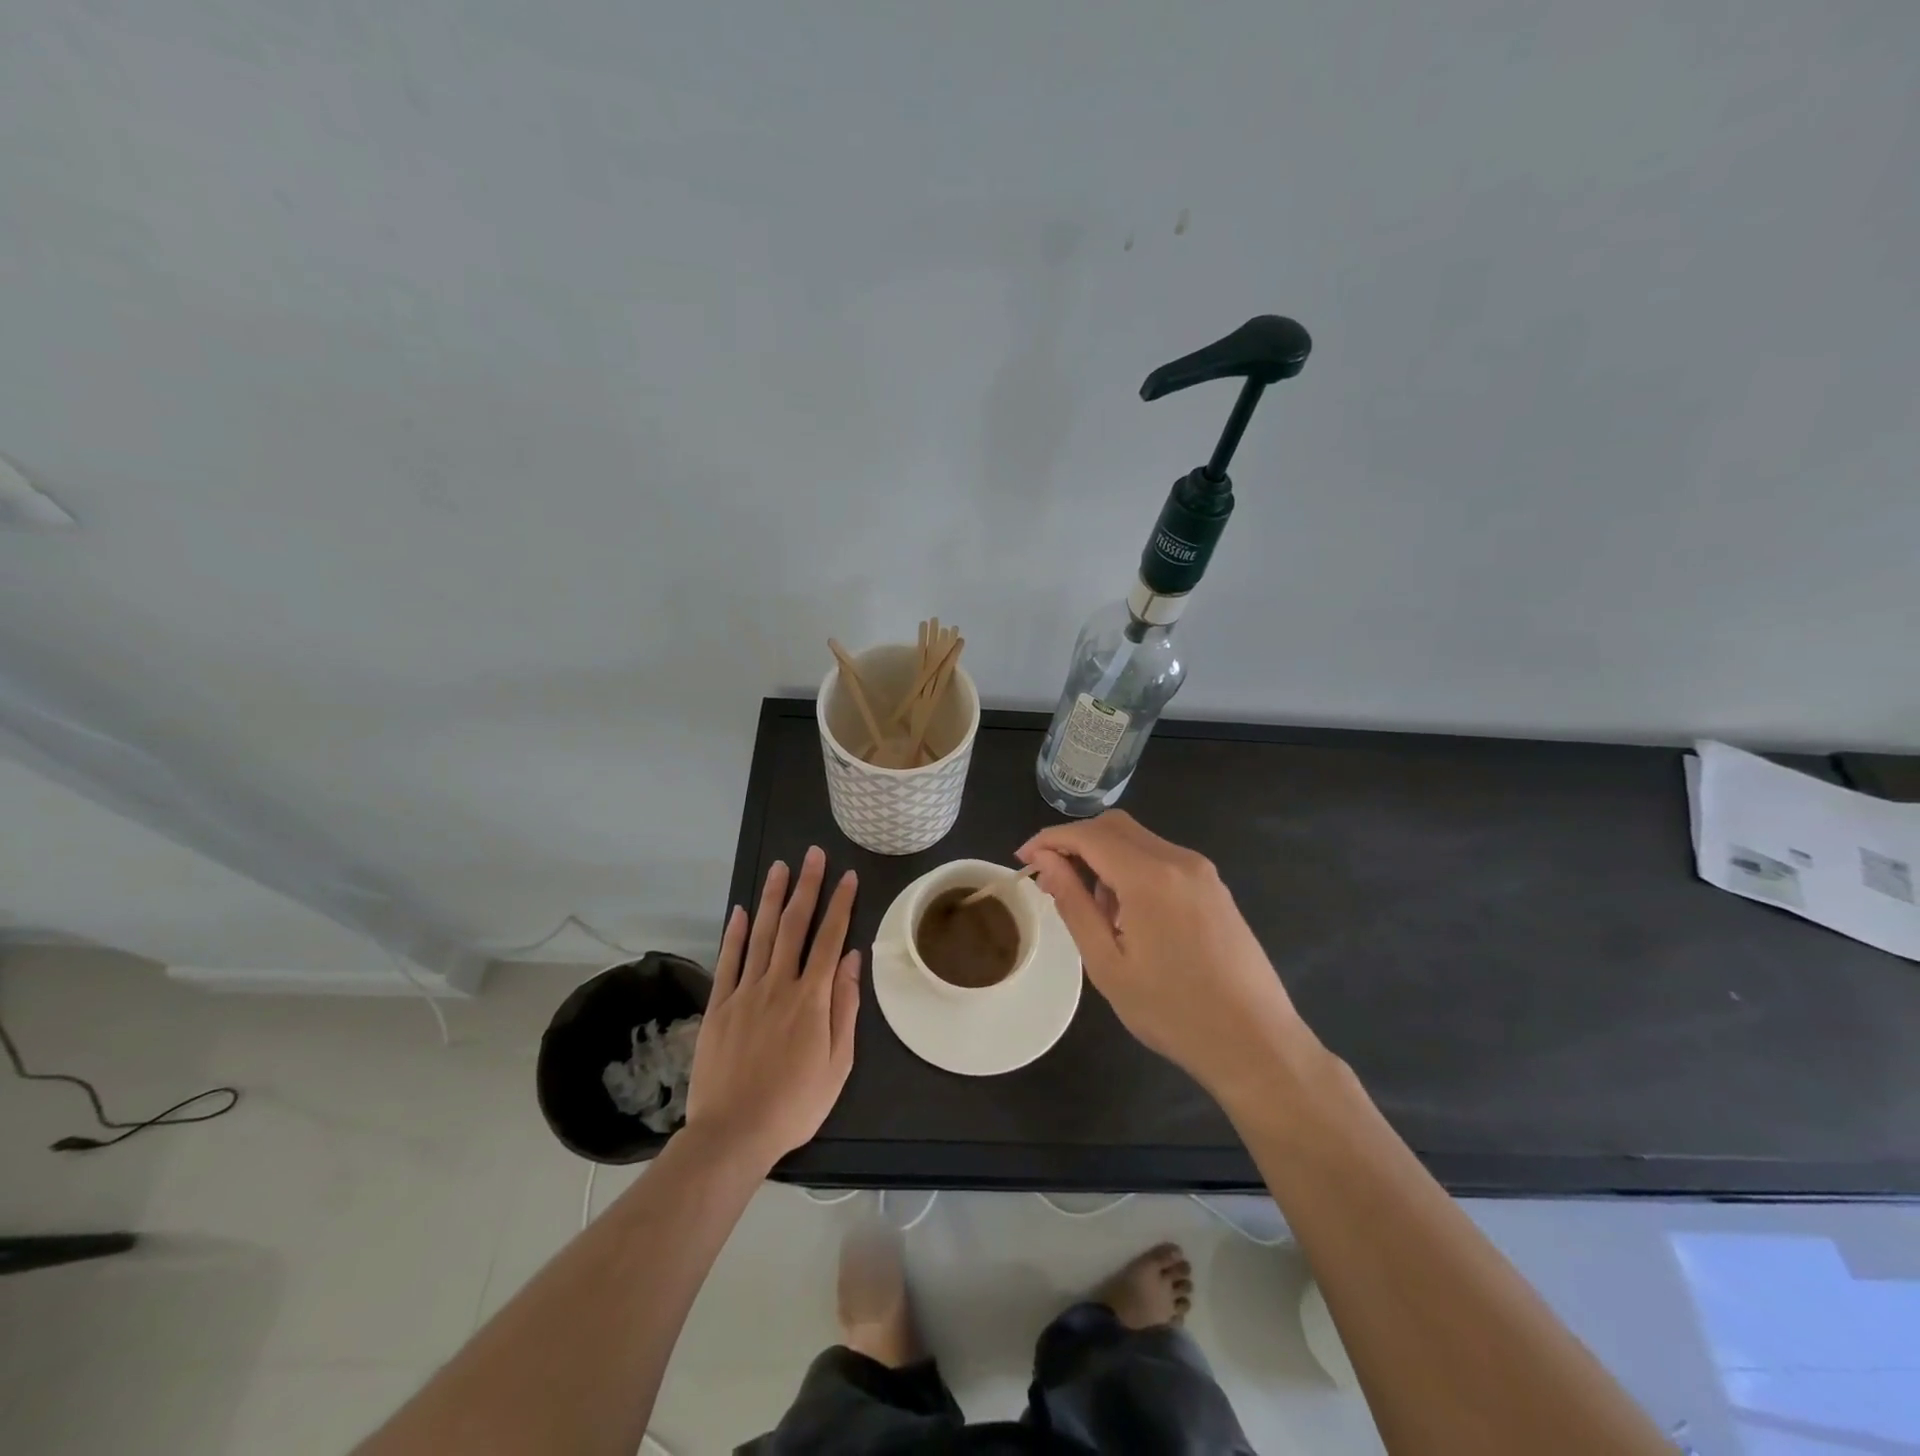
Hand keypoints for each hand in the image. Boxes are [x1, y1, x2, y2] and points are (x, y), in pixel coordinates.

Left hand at [685, 846, 860, 1169]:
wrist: (733, 1134)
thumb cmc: (795, 1103)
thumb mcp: (838, 1063)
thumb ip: (845, 1007)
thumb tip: (853, 959)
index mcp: (811, 998)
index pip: (830, 939)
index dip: (840, 905)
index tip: (847, 876)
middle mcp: (778, 984)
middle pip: (795, 926)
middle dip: (807, 887)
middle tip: (813, 855)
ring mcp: (745, 992)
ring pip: (762, 934)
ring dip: (773, 898)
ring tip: (780, 868)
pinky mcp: (719, 1006)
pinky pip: (728, 961)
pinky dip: (735, 933)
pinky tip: (741, 911)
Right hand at [1018, 811, 1311, 1105]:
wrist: (1257, 1044)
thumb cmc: (1173, 1011)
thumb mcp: (1108, 964)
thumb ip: (1074, 904)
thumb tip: (1046, 862)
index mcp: (1150, 877)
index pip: (1089, 835)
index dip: (1050, 839)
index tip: (1024, 859)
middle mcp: (1179, 860)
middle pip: (1115, 826)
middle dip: (1076, 842)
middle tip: (1051, 879)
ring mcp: (1203, 872)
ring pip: (1139, 841)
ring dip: (1104, 857)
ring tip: (1093, 911)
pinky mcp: (1215, 888)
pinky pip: (1162, 859)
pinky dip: (1132, 869)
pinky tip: (1128, 914)